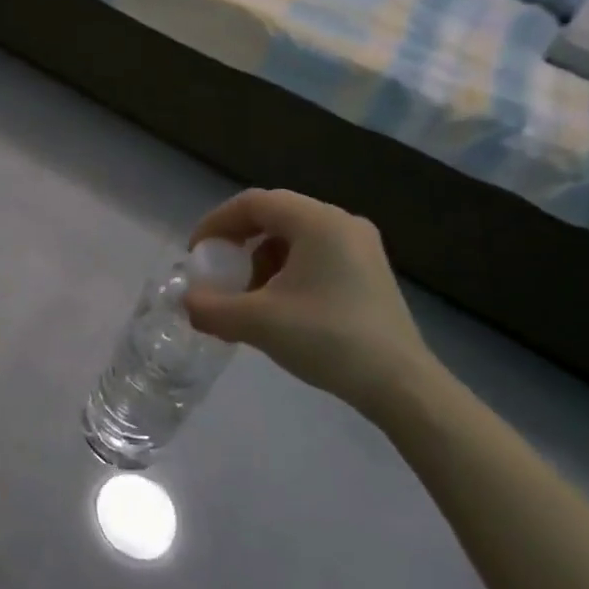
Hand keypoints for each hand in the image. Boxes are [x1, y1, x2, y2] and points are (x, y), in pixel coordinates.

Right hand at [183, 189, 441, 418]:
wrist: (401, 386)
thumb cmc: (327, 339)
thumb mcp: (258, 322)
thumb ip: (211, 308)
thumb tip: (187, 302)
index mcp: (317, 221)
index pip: (253, 203)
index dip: (217, 222)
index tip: (197, 252)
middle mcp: (342, 222)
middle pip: (275, 215)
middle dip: (239, 241)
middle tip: (219, 269)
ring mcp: (361, 246)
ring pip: (296, 236)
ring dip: (263, 258)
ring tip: (250, 295)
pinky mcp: (370, 271)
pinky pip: (317, 254)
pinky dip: (288, 270)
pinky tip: (282, 306)